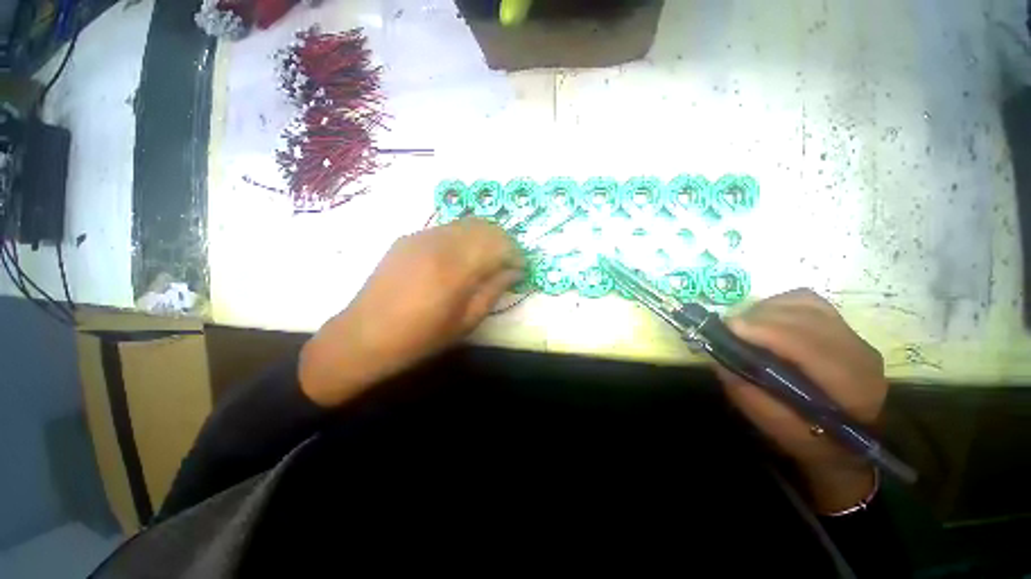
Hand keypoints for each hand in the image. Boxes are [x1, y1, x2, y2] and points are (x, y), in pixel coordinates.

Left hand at [299, 218, 523, 407]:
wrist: (363, 336)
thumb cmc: (420, 338)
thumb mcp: (466, 322)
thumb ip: (493, 290)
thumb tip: (514, 271)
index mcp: (455, 268)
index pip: (499, 244)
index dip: (516, 254)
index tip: (521, 269)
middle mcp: (439, 243)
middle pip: (485, 227)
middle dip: (504, 242)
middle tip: (507, 263)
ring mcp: (421, 236)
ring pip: (466, 223)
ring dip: (484, 238)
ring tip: (487, 260)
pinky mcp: (408, 238)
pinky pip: (447, 229)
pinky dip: (464, 238)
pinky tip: (461, 258)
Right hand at [716, 289, 886, 512]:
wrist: (850, 442)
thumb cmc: (811, 441)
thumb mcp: (776, 427)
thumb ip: (749, 393)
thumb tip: (718, 357)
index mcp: (850, 387)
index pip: (810, 345)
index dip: (767, 331)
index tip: (729, 328)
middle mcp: (858, 353)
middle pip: (805, 317)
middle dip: (759, 318)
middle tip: (728, 329)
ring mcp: (854, 336)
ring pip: (804, 303)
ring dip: (767, 310)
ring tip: (745, 326)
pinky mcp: (843, 327)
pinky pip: (807, 301)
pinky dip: (779, 304)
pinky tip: (764, 318)